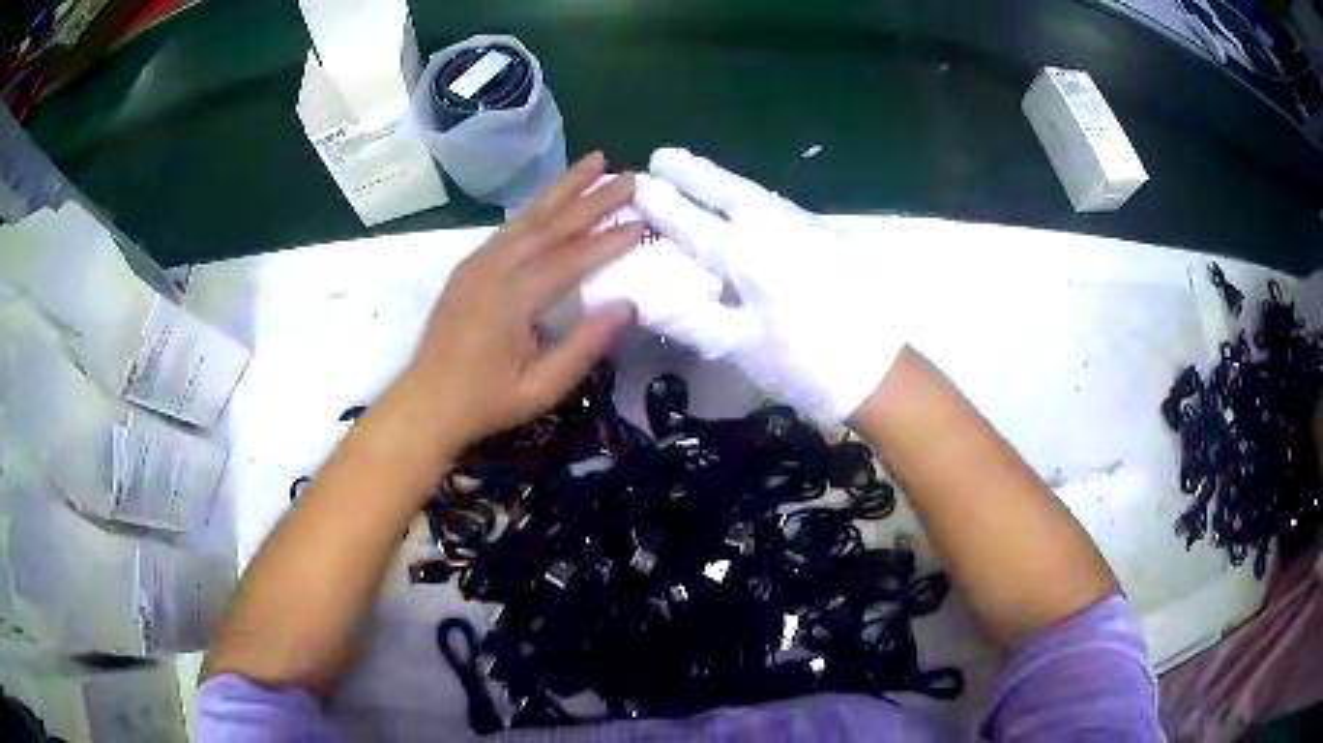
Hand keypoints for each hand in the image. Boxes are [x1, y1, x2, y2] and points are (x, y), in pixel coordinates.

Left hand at [399, 152, 640, 446]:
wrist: (426, 402)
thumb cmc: (485, 402)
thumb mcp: (540, 389)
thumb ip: (584, 347)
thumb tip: (628, 306)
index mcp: (511, 299)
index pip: (570, 259)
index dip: (609, 241)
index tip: (643, 222)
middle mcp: (493, 268)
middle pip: (551, 224)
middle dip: (592, 197)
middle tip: (630, 176)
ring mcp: (477, 263)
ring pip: (528, 216)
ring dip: (564, 187)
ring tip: (594, 160)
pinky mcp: (469, 266)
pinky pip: (510, 227)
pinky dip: (537, 206)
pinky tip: (553, 197)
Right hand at [632, 148, 907, 424]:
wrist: (879, 371)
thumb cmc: (806, 364)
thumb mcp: (741, 349)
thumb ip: (689, 319)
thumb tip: (641, 299)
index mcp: (750, 256)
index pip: (694, 222)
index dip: (662, 203)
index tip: (636, 183)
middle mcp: (777, 229)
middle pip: (727, 190)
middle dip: (692, 171)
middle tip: (662, 155)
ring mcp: (809, 228)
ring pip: (756, 194)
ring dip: (722, 180)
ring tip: (696, 170)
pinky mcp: (831, 236)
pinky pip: (780, 207)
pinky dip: (753, 199)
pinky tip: (748, 206)